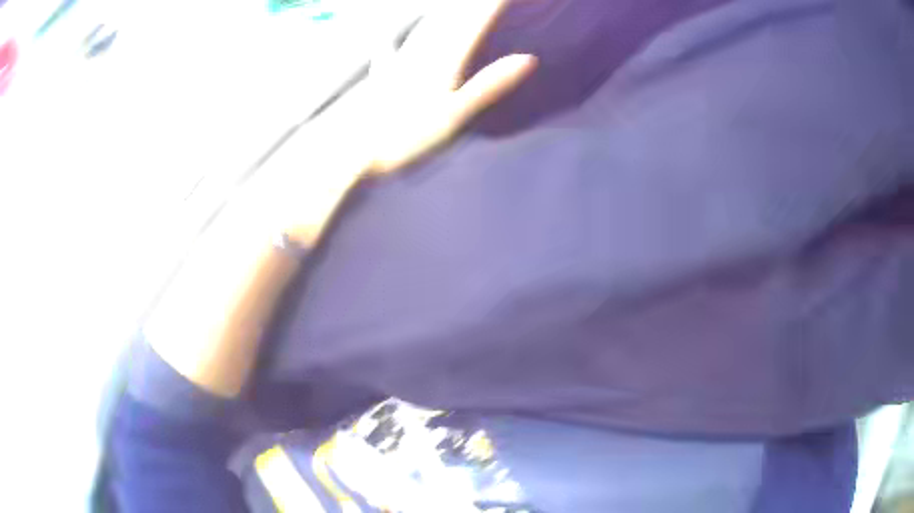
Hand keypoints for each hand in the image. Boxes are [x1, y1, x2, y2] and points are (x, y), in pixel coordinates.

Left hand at [350, 0, 536, 173]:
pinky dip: (405, 36)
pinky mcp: (384, 73)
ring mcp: (401, 59)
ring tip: (453, 4)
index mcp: (445, 58)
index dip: (492, 4)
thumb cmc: (409, 135)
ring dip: (444, 11)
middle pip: (452, 17)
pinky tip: (392, 38)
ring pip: (427, 25)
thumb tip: (528, 58)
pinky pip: (398, 45)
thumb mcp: (456, 114)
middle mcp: (423, 51)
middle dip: (471, 4)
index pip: (476, 22)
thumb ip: (490, 84)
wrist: (358, 148)